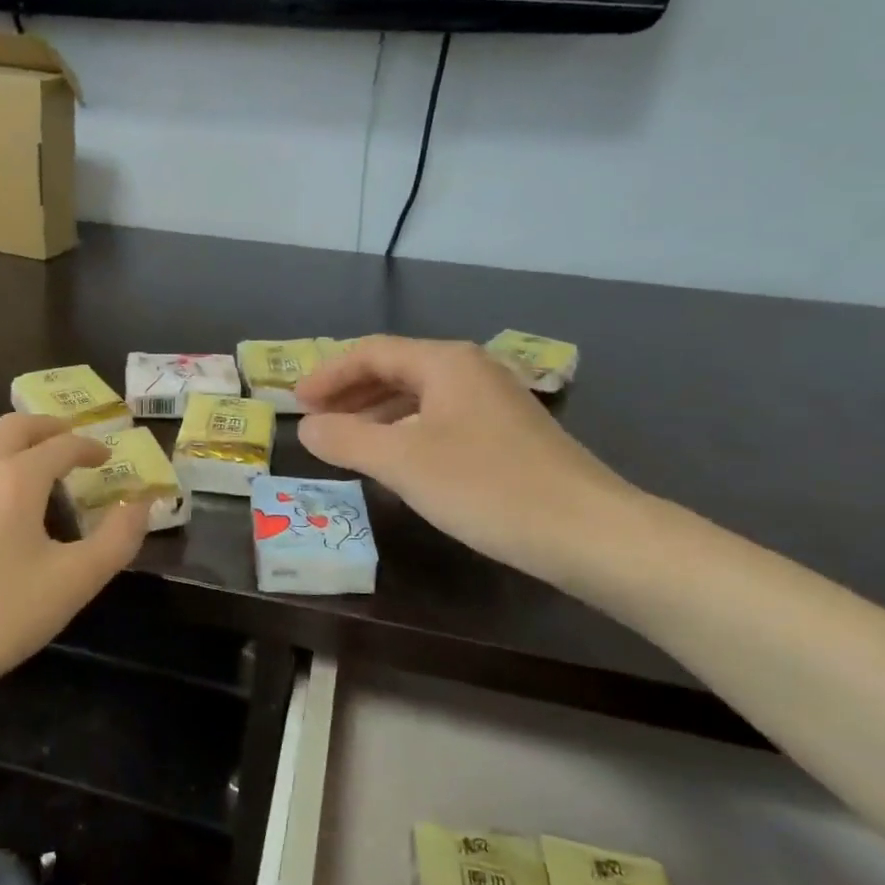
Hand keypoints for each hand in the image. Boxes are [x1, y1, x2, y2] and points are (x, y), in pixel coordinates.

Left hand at [0, 414, 151, 708]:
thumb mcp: (74, 582)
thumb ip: (117, 540)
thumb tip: (141, 505)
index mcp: (16, 479)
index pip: (61, 446)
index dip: (89, 447)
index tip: (106, 456)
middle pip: (12, 427)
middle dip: (46, 427)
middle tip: (68, 439)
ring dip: (7, 439)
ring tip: (25, 459)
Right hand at [294, 336, 636, 580]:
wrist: (588, 532)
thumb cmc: (487, 487)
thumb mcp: (403, 462)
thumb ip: (347, 440)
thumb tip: (307, 429)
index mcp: (445, 362)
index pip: (371, 352)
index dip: (328, 374)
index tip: (296, 403)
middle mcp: (471, 370)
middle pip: (395, 369)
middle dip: (349, 393)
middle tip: (314, 420)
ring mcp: (493, 402)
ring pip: (418, 397)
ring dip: (375, 414)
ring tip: (344, 441)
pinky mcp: (506, 435)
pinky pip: (439, 420)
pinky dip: (405, 432)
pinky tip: (395, 459)